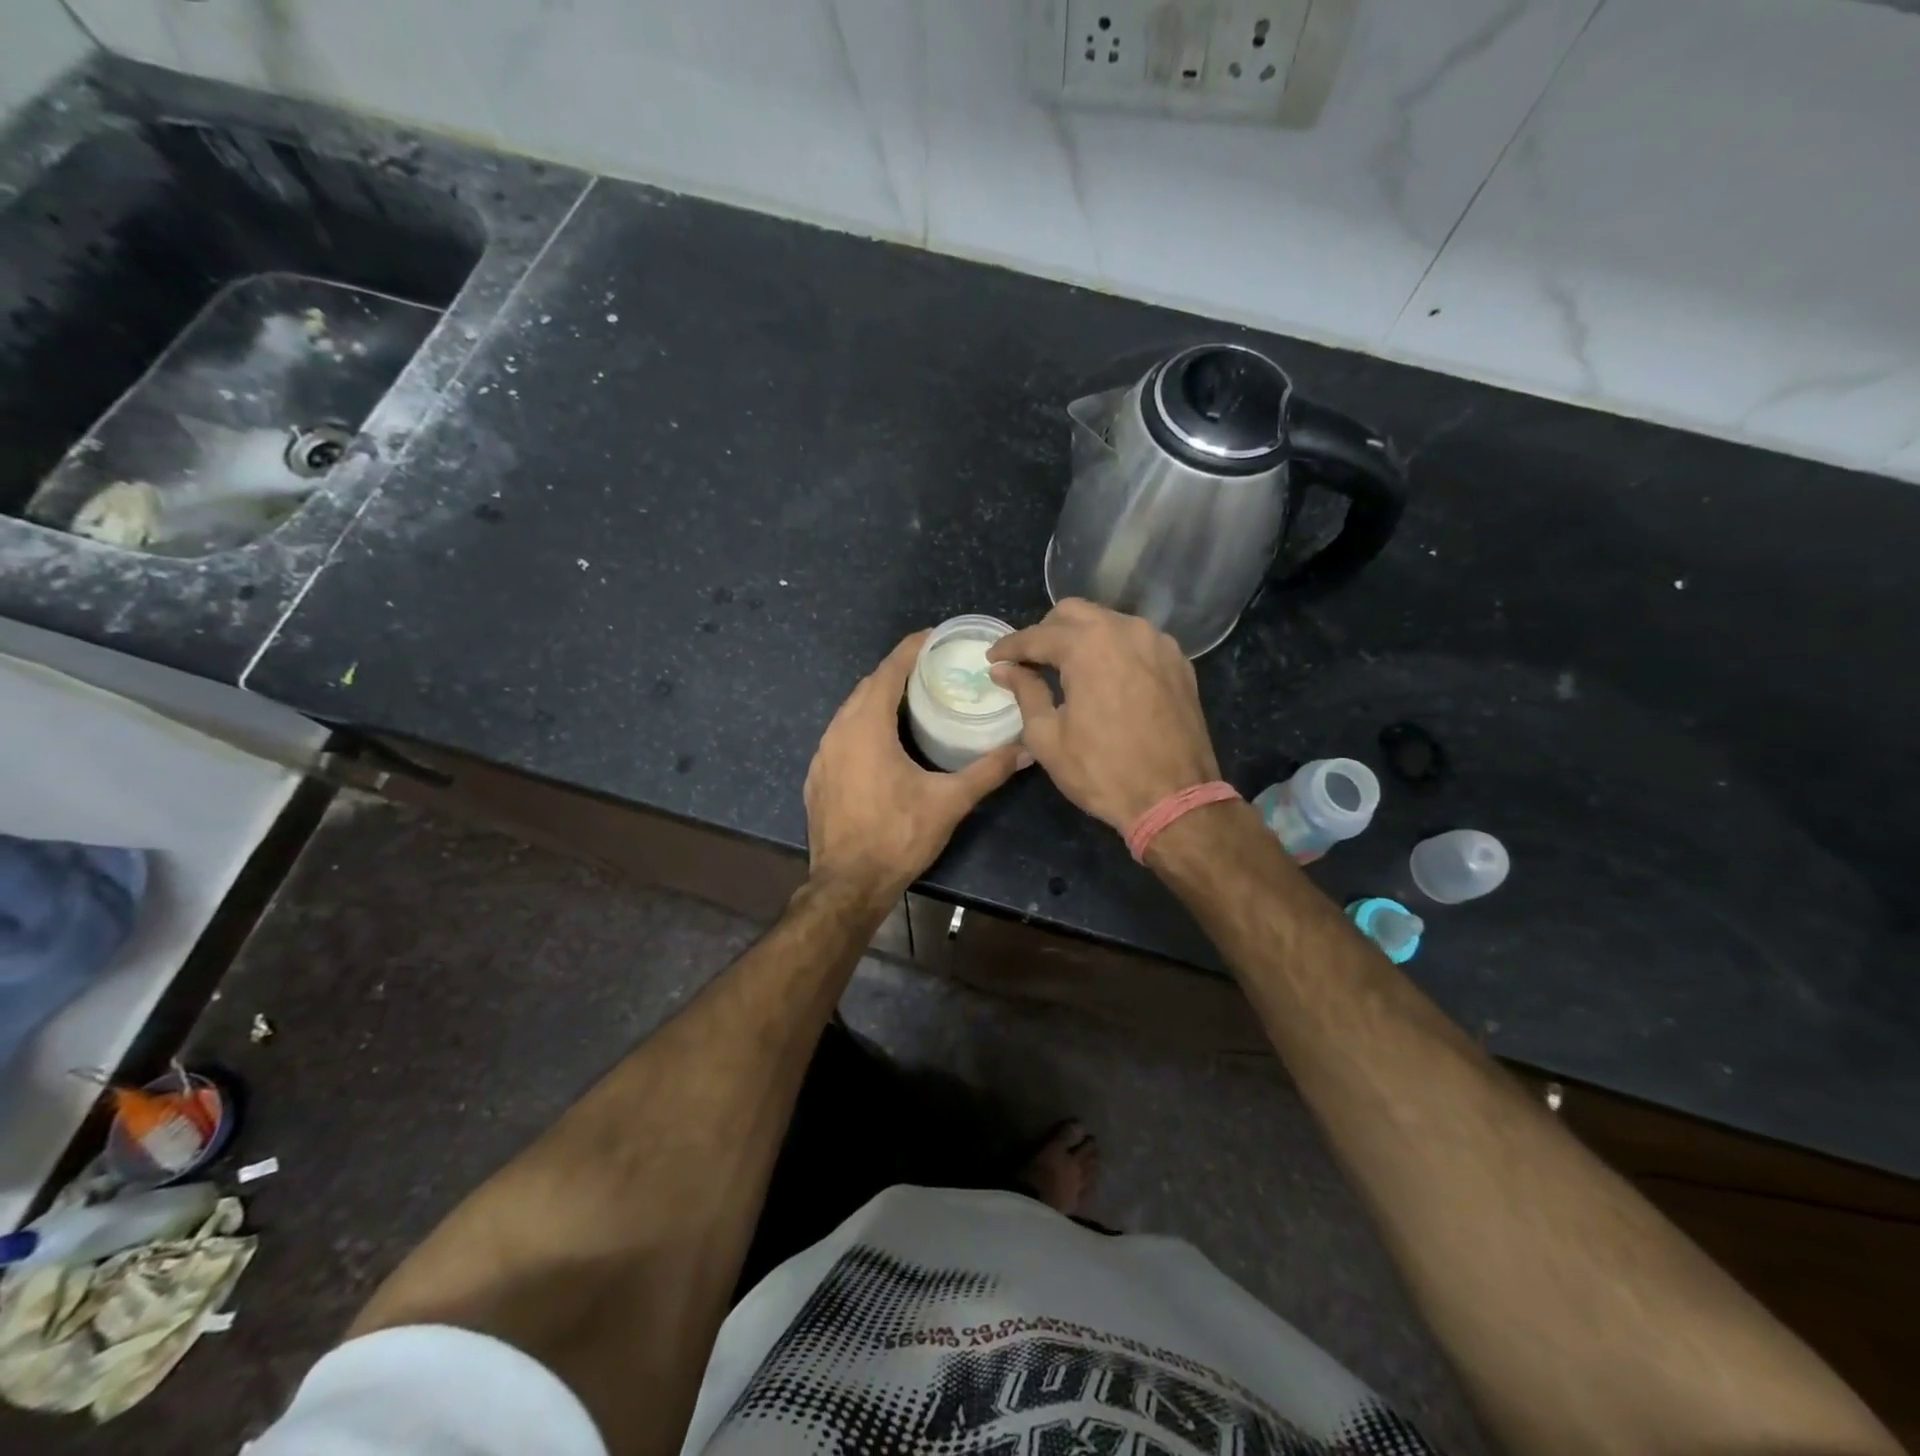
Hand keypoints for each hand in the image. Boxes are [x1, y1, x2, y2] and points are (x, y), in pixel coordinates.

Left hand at [804, 632, 1027, 905]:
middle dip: (898, 672)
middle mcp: (838, 731)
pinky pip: (841, 735)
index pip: (889, 671)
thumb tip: (1028, 750)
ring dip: (879, 699)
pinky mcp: (817, 776)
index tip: (934, 637)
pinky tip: (882, 742)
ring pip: (851, 710)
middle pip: (868, 686)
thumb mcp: (949, 802)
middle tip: (932, 670)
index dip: (911, 649)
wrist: (847, 884)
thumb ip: (988, 771)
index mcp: (867, 727)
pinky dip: (862, 725)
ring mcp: (822, 754)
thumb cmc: (898, 836)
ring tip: (912, 700)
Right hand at [986, 599, 1219, 833]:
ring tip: (1066, 668)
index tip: (992, 658)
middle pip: (1073, 613)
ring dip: (1082, 637)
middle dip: (1046, 632)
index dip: (1009, 647)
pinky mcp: (1178, 661)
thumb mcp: (1048, 737)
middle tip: (1030, 661)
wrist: (1174, 798)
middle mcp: (1125, 630)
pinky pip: (1136, 640)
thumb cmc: (1102, 770)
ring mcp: (1158, 642)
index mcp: (1088, 646)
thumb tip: (1004, 669)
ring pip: (1108, 621)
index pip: (1037, 635)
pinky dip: (1114, 649)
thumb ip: (1025, 692)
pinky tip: (1105, 676)